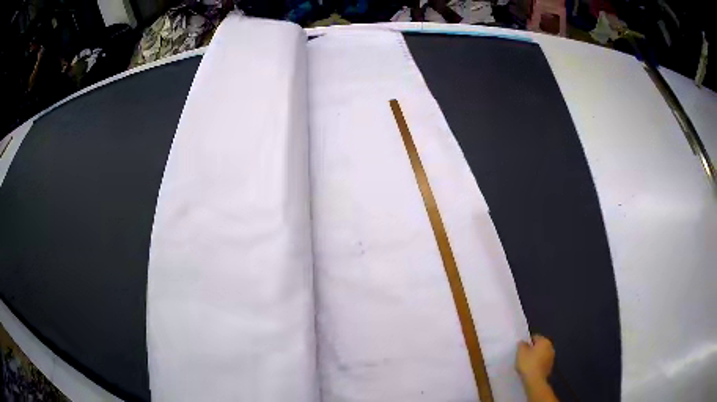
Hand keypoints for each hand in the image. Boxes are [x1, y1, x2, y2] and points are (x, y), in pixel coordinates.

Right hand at [516, 335, 554, 382]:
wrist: (535, 380)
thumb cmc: (528, 364)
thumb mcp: (521, 352)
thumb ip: (521, 344)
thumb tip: (523, 342)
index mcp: (544, 341)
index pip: (535, 337)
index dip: (527, 342)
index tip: (520, 348)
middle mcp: (550, 347)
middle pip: (539, 346)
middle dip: (532, 349)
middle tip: (522, 356)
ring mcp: (551, 357)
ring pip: (541, 354)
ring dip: (535, 357)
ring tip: (526, 364)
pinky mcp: (550, 366)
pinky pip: (542, 362)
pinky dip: (537, 364)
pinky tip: (530, 369)